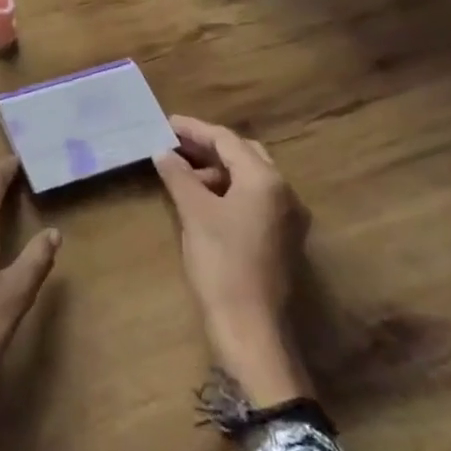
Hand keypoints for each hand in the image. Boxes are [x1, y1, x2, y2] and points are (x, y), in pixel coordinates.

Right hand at [152, 116, 314, 406]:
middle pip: (244, 154)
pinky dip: (228, 190)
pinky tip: (202, 198)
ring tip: (182, 172)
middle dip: (208, 147)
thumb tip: (162, 153)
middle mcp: (285, 191)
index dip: (194, 130)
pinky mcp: (282, 237)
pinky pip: (255, 198)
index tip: (165, 123)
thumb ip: (178, 176)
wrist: (250, 327)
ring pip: (250, 177)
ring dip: (217, 170)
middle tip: (173, 143)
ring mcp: (288, 216)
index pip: (227, 140)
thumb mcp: (194, 213)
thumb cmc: (221, 261)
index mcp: (266, 180)